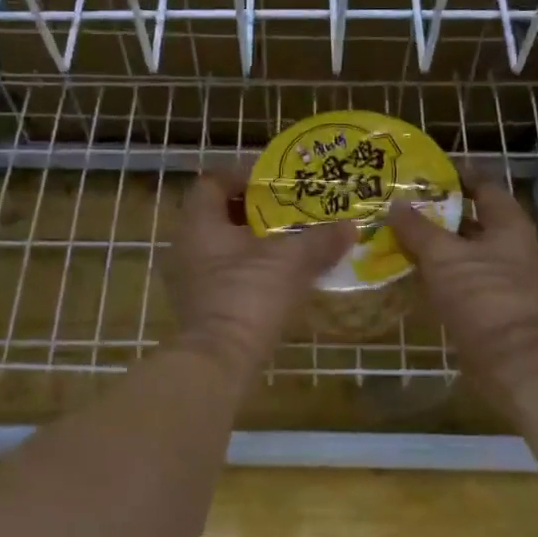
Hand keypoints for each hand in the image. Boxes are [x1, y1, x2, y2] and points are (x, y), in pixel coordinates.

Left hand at [165, 173, 354, 381]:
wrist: (221, 361)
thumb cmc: (249, 295)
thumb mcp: (291, 260)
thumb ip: (320, 239)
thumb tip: (351, 226)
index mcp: (200, 223)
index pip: (212, 182)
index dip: (242, 175)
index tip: (274, 180)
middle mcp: (186, 245)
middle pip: (218, 212)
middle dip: (253, 208)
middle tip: (288, 207)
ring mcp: (190, 277)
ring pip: (222, 244)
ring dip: (252, 238)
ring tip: (289, 238)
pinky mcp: (200, 303)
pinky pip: (224, 270)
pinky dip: (248, 265)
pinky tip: (279, 273)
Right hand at [387, 174, 537, 408]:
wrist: (508, 357)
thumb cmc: (480, 293)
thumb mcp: (442, 254)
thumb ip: (417, 228)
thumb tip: (395, 204)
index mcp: (508, 223)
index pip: (483, 186)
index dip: (456, 176)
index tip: (424, 172)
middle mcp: (509, 245)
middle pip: (471, 219)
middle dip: (438, 211)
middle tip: (402, 203)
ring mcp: (500, 276)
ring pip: (463, 249)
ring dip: (434, 243)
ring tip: (397, 232)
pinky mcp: (488, 303)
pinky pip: (459, 276)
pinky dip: (437, 270)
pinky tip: (409, 268)